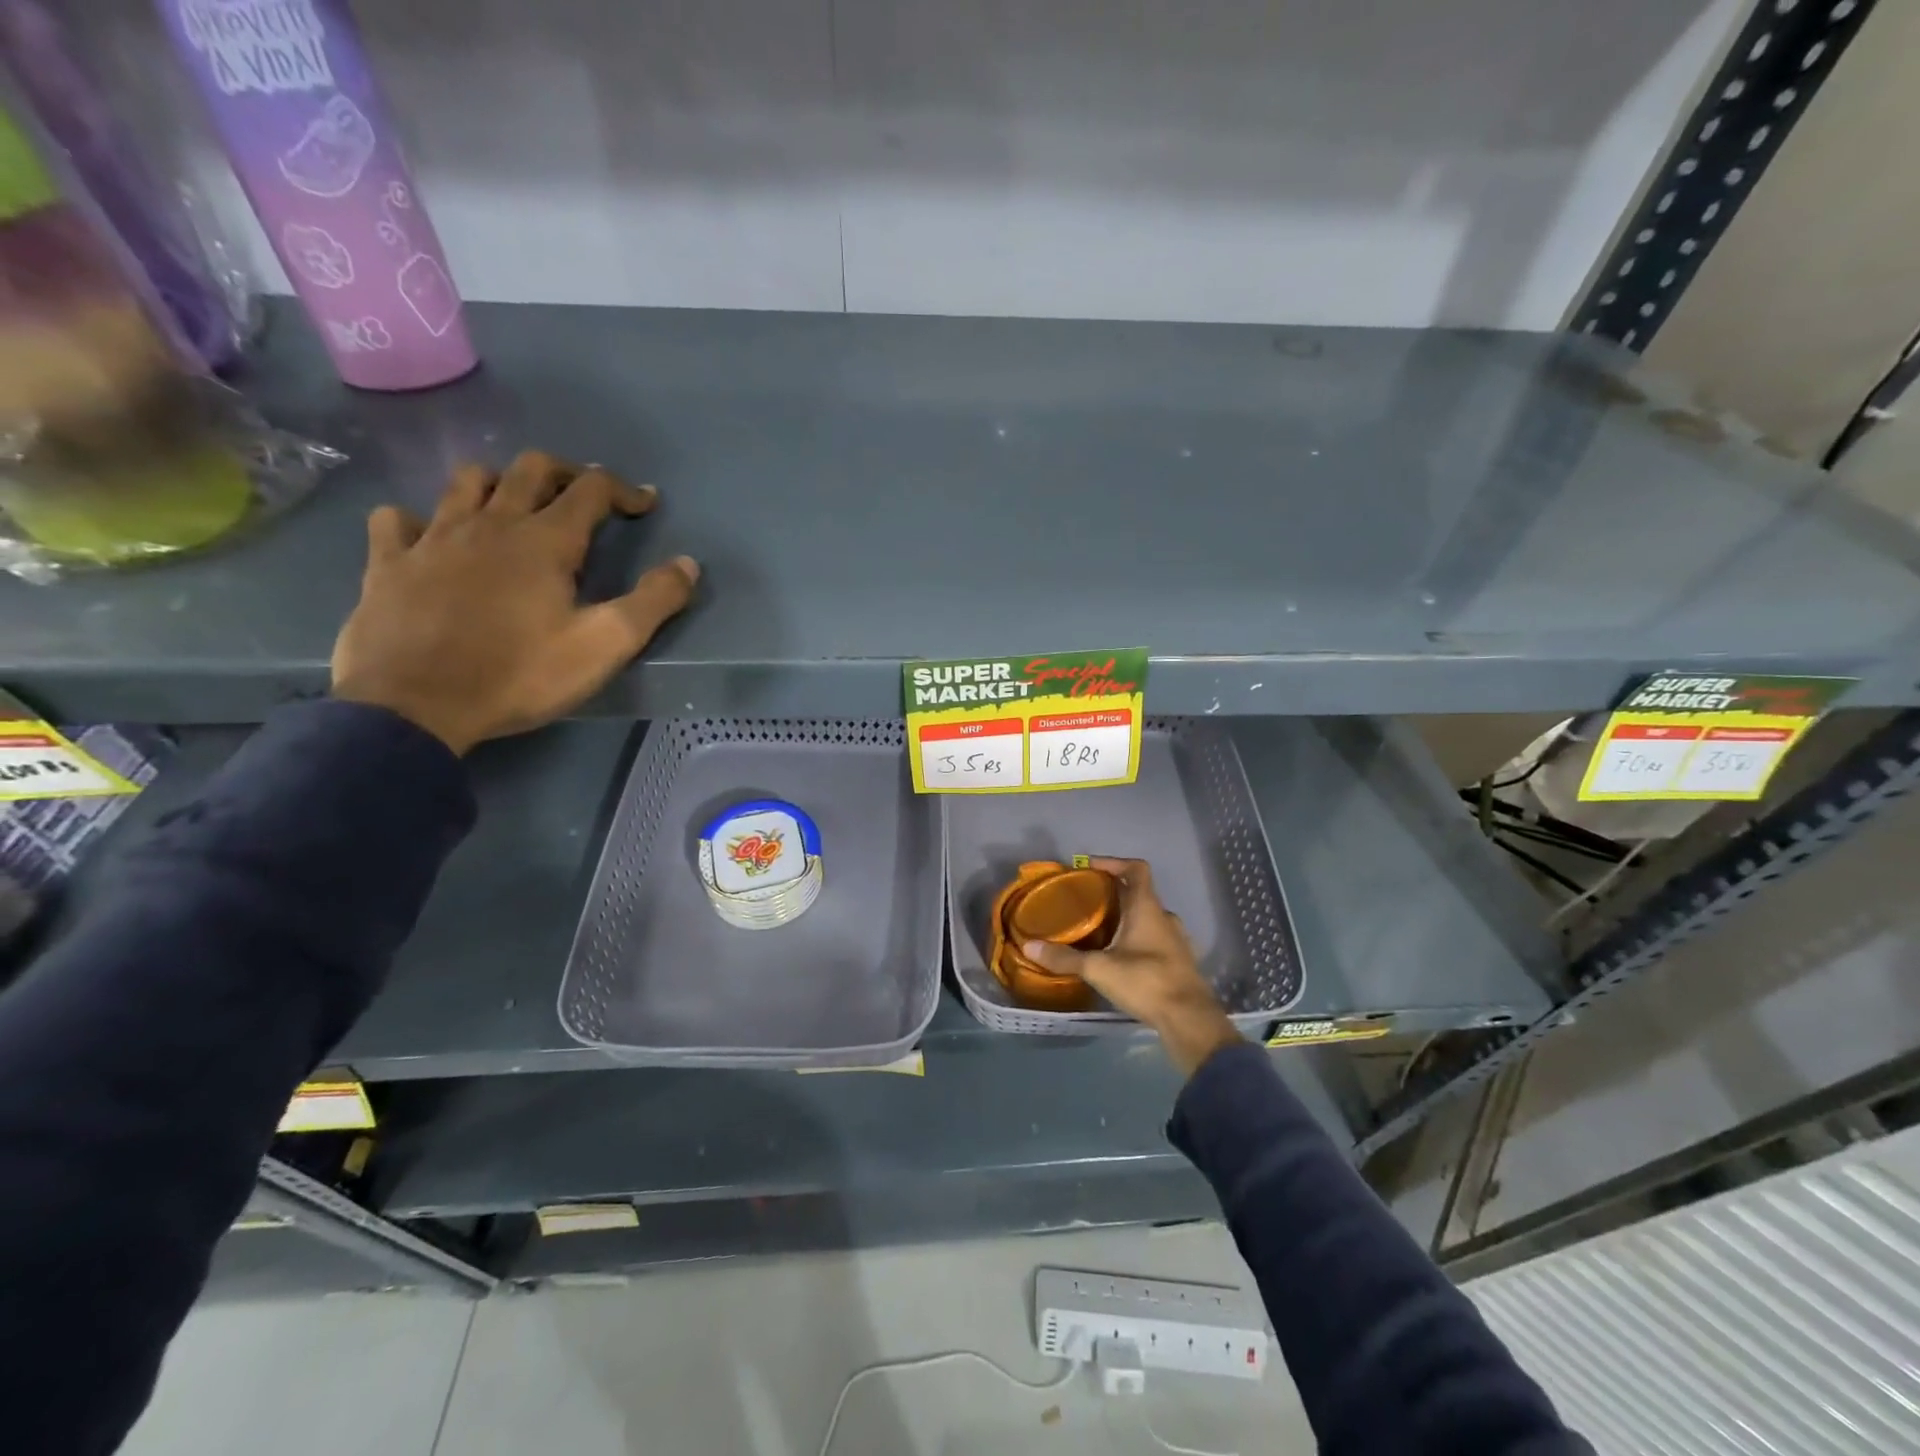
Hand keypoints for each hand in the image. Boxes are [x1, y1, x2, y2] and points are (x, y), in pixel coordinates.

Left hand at [331, 451, 698, 754]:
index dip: (625, 490)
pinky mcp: (389, 563)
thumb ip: (653, 601)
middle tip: (585, 496)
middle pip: (529, 469)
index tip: (646, 504)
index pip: (591, 489)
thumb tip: (688, 564)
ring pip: (466, 482)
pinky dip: (420, 520)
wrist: (414, 706)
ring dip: (499, 483)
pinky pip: (397, 520)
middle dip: (566, 473)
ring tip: (514, 508)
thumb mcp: (605, 645)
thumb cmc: (520, 674)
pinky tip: (431, 538)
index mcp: (545, 540)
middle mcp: (490, 523)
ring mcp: (432, 538)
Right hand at [1023, 858, 1241, 1077]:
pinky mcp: (1179, 961)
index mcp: (1147, 908)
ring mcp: (1175, 940)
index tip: (1089, 868)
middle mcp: (1165, 917)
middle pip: (1139, 893)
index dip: (1113, 863)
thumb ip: (1065, 957)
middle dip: (1113, 893)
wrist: (1189, 1019)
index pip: (1136, 869)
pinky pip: (1154, 938)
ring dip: (1125, 917)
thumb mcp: (1099, 969)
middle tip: (1085, 901)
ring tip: (1098, 929)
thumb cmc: (1146, 981)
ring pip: (1147, 917)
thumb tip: (1029, 947)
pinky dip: (1136, 939)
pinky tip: (1119, 956)